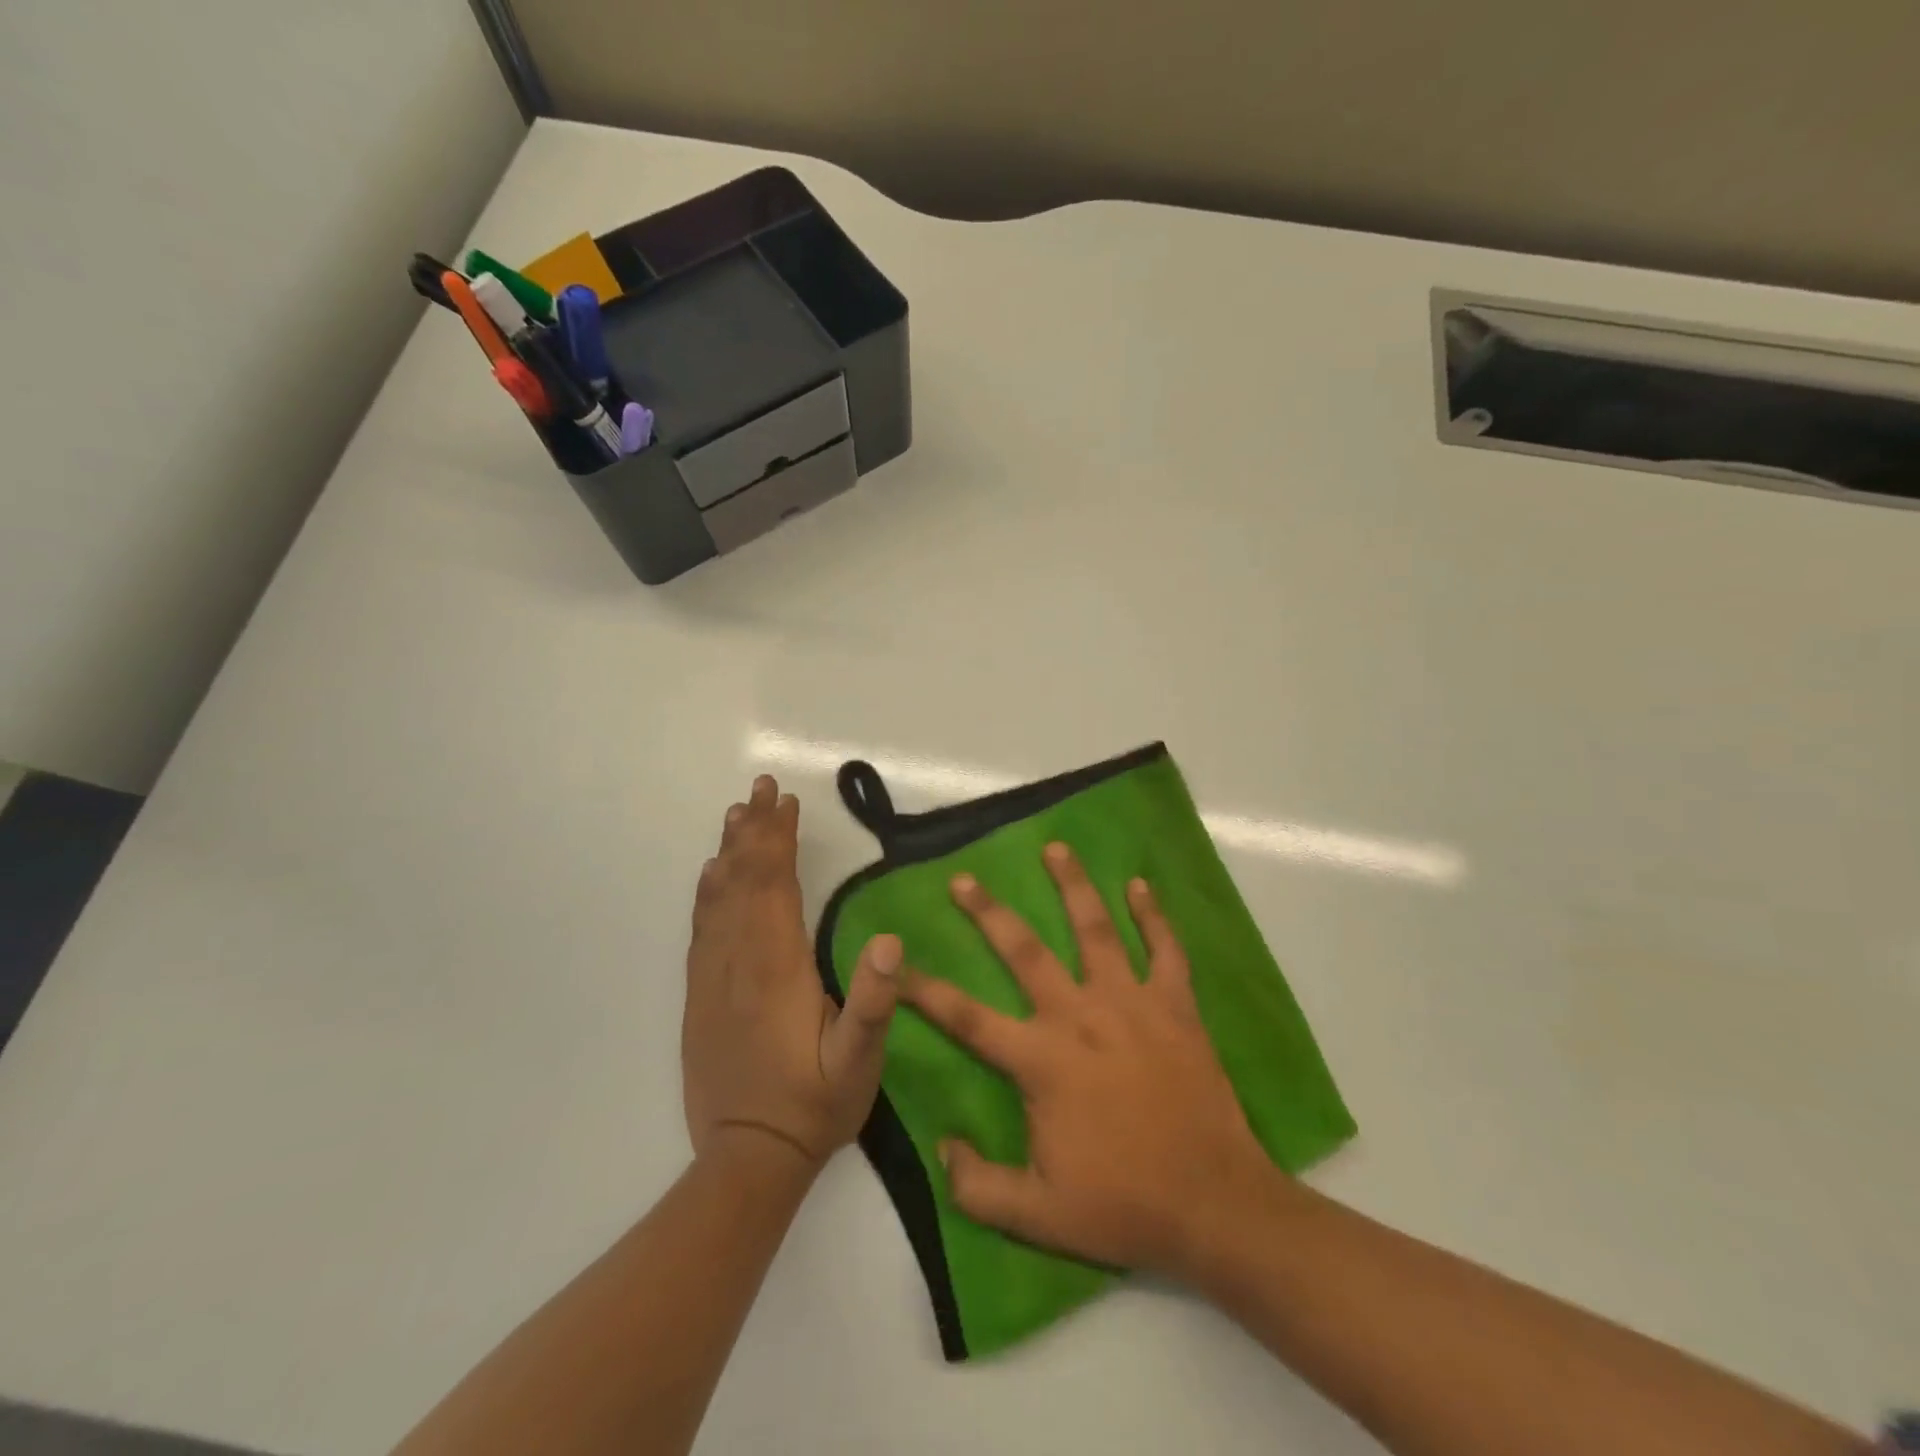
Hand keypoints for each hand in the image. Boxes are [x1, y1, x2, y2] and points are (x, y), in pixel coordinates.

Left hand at [682, 775, 900, 1168]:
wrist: (748, 1159)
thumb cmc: (814, 1105)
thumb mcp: (859, 1061)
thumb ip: (874, 1001)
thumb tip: (889, 938)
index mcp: (777, 968)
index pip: (774, 886)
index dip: (779, 840)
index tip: (786, 802)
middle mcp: (738, 961)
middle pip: (742, 881)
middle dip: (753, 830)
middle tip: (760, 788)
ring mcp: (712, 978)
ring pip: (717, 899)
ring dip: (728, 852)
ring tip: (735, 815)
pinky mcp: (699, 996)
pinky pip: (701, 929)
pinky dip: (707, 892)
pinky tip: (710, 875)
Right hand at [900, 842, 1278, 1278]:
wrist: (1215, 1204)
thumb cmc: (1124, 1205)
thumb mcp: (1037, 1217)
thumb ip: (978, 1186)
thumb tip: (942, 1146)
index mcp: (1042, 1060)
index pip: (967, 1018)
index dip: (925, 990)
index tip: (895, 964)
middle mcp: (1080, 1016)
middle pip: (1026, 952)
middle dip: (991, 912)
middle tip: (965, 878)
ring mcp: (1131, 1004)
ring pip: (1097, 930)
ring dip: (1074, 886)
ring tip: (1056, 848)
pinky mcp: (1175, 1006)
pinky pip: (1164, 949)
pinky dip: (1153, 916)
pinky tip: (1140, 885)